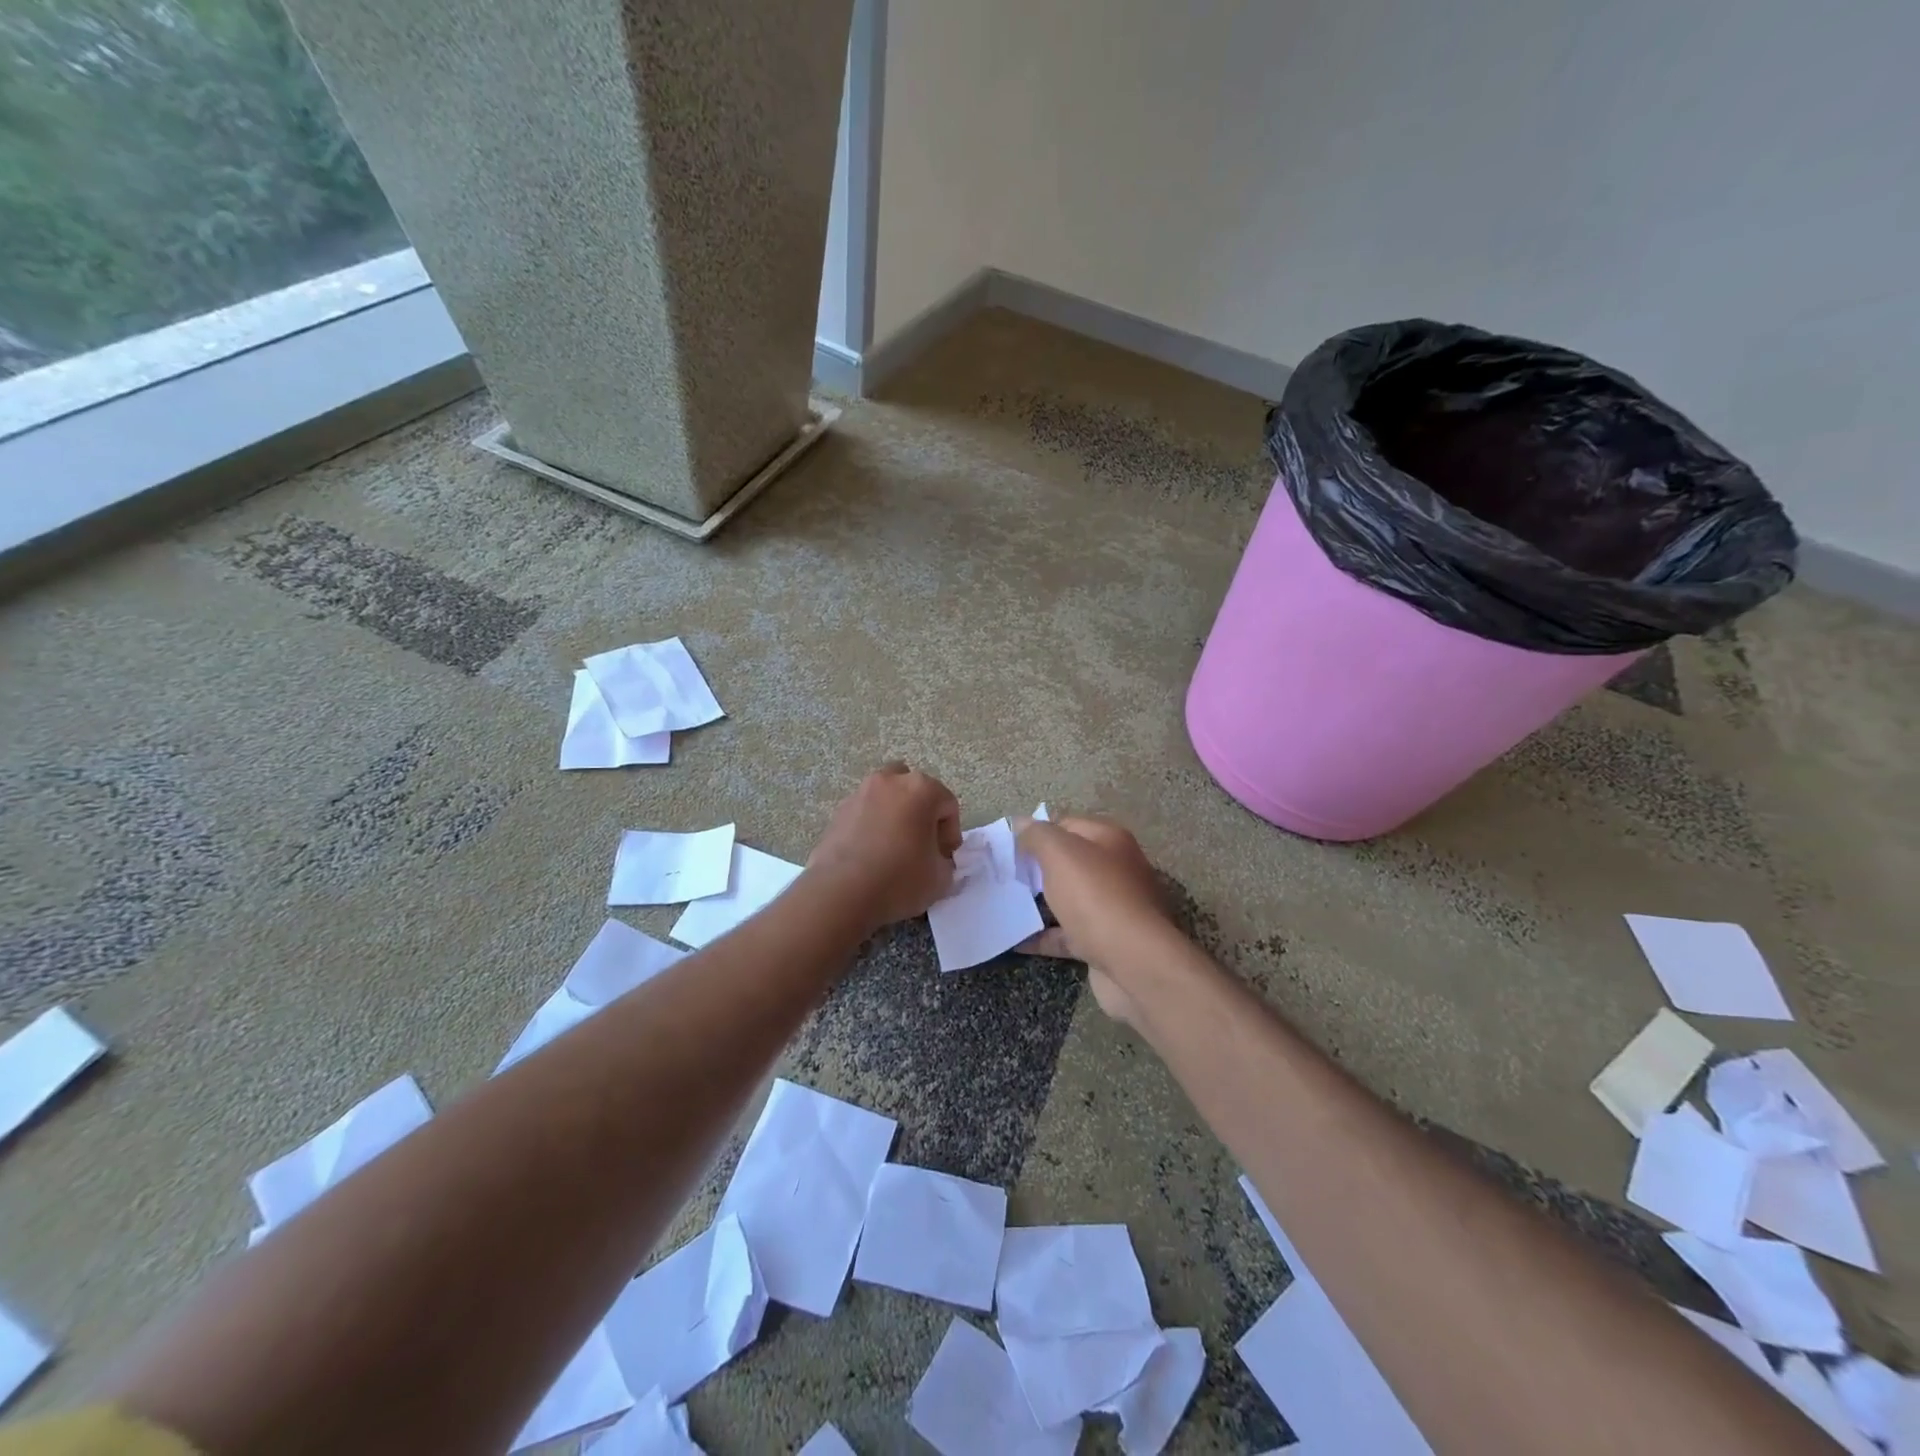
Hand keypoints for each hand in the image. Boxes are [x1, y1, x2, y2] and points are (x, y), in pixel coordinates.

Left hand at [808, 763, 961, 929]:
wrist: (840, 893)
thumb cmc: (899, 879)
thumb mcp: (940, 878)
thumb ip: (944, 861)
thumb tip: (934, 859)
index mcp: (921, 789)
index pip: (947, 805)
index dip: (950, 834)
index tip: (944, 857)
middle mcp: (890, 782)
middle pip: (914, 790)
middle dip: (921, 813)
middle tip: (922, 845)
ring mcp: (860, 794)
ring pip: (886, 798)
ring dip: (895, 816)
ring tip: (894, 849)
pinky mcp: (837, 812)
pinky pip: (864, 814)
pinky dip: (872, 827)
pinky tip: (871, 856)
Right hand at [1013, 815, 1173, 1023]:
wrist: (1135, 963)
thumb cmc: (1096, 897)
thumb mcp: (1061, 854)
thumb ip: (1038, 835)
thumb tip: (1020, 822)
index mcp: (1109, 841)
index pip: (1067, 824)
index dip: (1037, 831)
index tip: (1007, 845)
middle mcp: (1115, 870)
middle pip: (1069, 862)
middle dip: (1036, 867)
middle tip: (1002, 874)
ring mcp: (1112, 908)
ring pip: (1068, 899)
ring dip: (1038, 902)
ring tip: (1003, 904)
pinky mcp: (1104, 942)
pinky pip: (1067, 934)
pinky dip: (1043, 936)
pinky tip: (1014, 940)